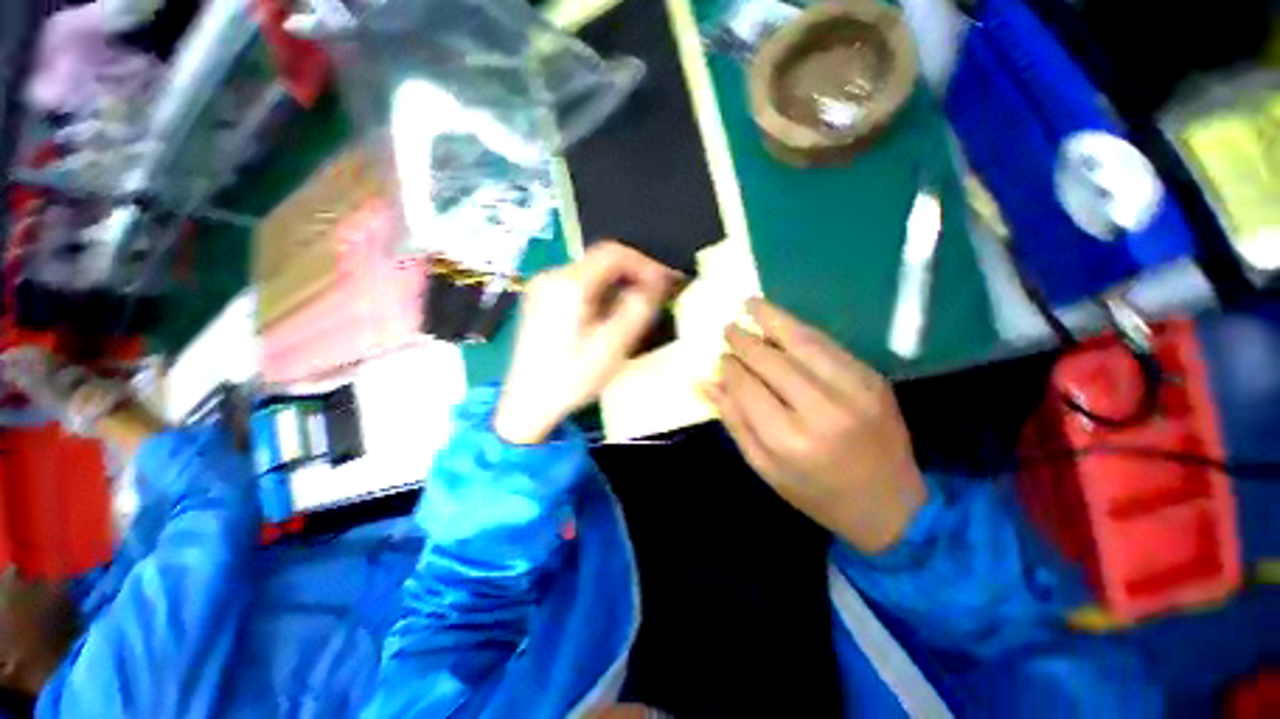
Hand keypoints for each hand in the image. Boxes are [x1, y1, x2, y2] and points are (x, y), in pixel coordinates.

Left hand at [494, 242, 678, 444]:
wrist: (527, 404)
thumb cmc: (571, 377)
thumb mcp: (612, 345)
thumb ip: (638, 308)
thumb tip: (657, 282)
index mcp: (568, 284)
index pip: (614, 253)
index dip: (645, 263)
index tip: (665, 280)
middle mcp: (551, 276)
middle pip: (601, 260)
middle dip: (633, 274)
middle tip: (656, 295)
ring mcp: (542, 287)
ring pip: (591, 273)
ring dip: (618, 284)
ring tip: (637, 306)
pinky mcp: (540, 300)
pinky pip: (578, 285)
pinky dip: (601, 292)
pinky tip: (609, 314)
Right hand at [705, 299, 926, 553]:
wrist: (891, 505)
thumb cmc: (816, 493)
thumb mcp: (764, 467)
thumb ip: (734, 421)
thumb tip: (705, 382)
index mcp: (789, 439)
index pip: (747, 387)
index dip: (729, 367)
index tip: (719, 357)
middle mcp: (822, 409)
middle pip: (772, 361)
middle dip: (745, 341)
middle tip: (728, 327)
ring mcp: (853, 389)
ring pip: (803, 342)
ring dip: (773, 319)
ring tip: (750, 304)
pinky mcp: (872, 378)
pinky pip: (829, 345)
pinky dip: (802, 330)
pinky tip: (783, 321)